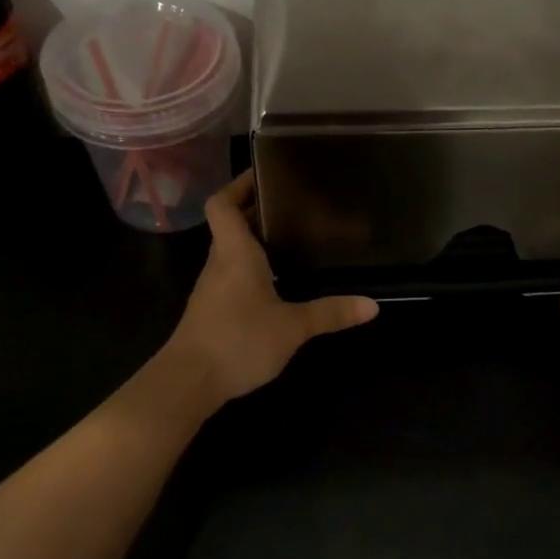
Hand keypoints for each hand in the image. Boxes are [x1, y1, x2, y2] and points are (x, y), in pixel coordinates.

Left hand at [162, 171, 379, 405]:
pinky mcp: (211, 311)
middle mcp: (219, 263)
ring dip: (254, 241)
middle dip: (255, 211)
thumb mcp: (292, 327)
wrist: (187, 383)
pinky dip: (251, 268)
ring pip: (230, 251)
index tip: (263, 175)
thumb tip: (372, 306)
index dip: (237, 185)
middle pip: (229, 224)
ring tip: (290, 238)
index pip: (222, 204)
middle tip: (292, 205)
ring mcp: (212, 288)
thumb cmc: (238, 340)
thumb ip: (330, 313)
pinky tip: (276, 282)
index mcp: (235, 253)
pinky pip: (231, 276)